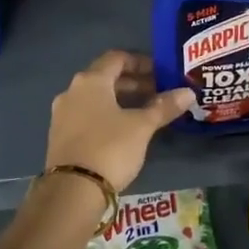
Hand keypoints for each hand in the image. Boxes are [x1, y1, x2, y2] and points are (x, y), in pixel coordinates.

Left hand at [44, 51, 194, 192]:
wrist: (72, 190)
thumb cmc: (110, 148)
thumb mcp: (142, 127)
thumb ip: (164, 107)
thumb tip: (188, 93)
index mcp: (90, 81)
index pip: (117, 58)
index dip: (141, 62)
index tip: (161, 73)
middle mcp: (72, 91)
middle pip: (106, 78)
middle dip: (134, 83)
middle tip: (158, 93)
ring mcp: (62, 114)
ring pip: (96, 98)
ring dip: (121, 100)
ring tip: (145, 112)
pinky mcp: (60, 136)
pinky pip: (87, 115)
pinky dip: (107, 115)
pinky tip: (124, 130)